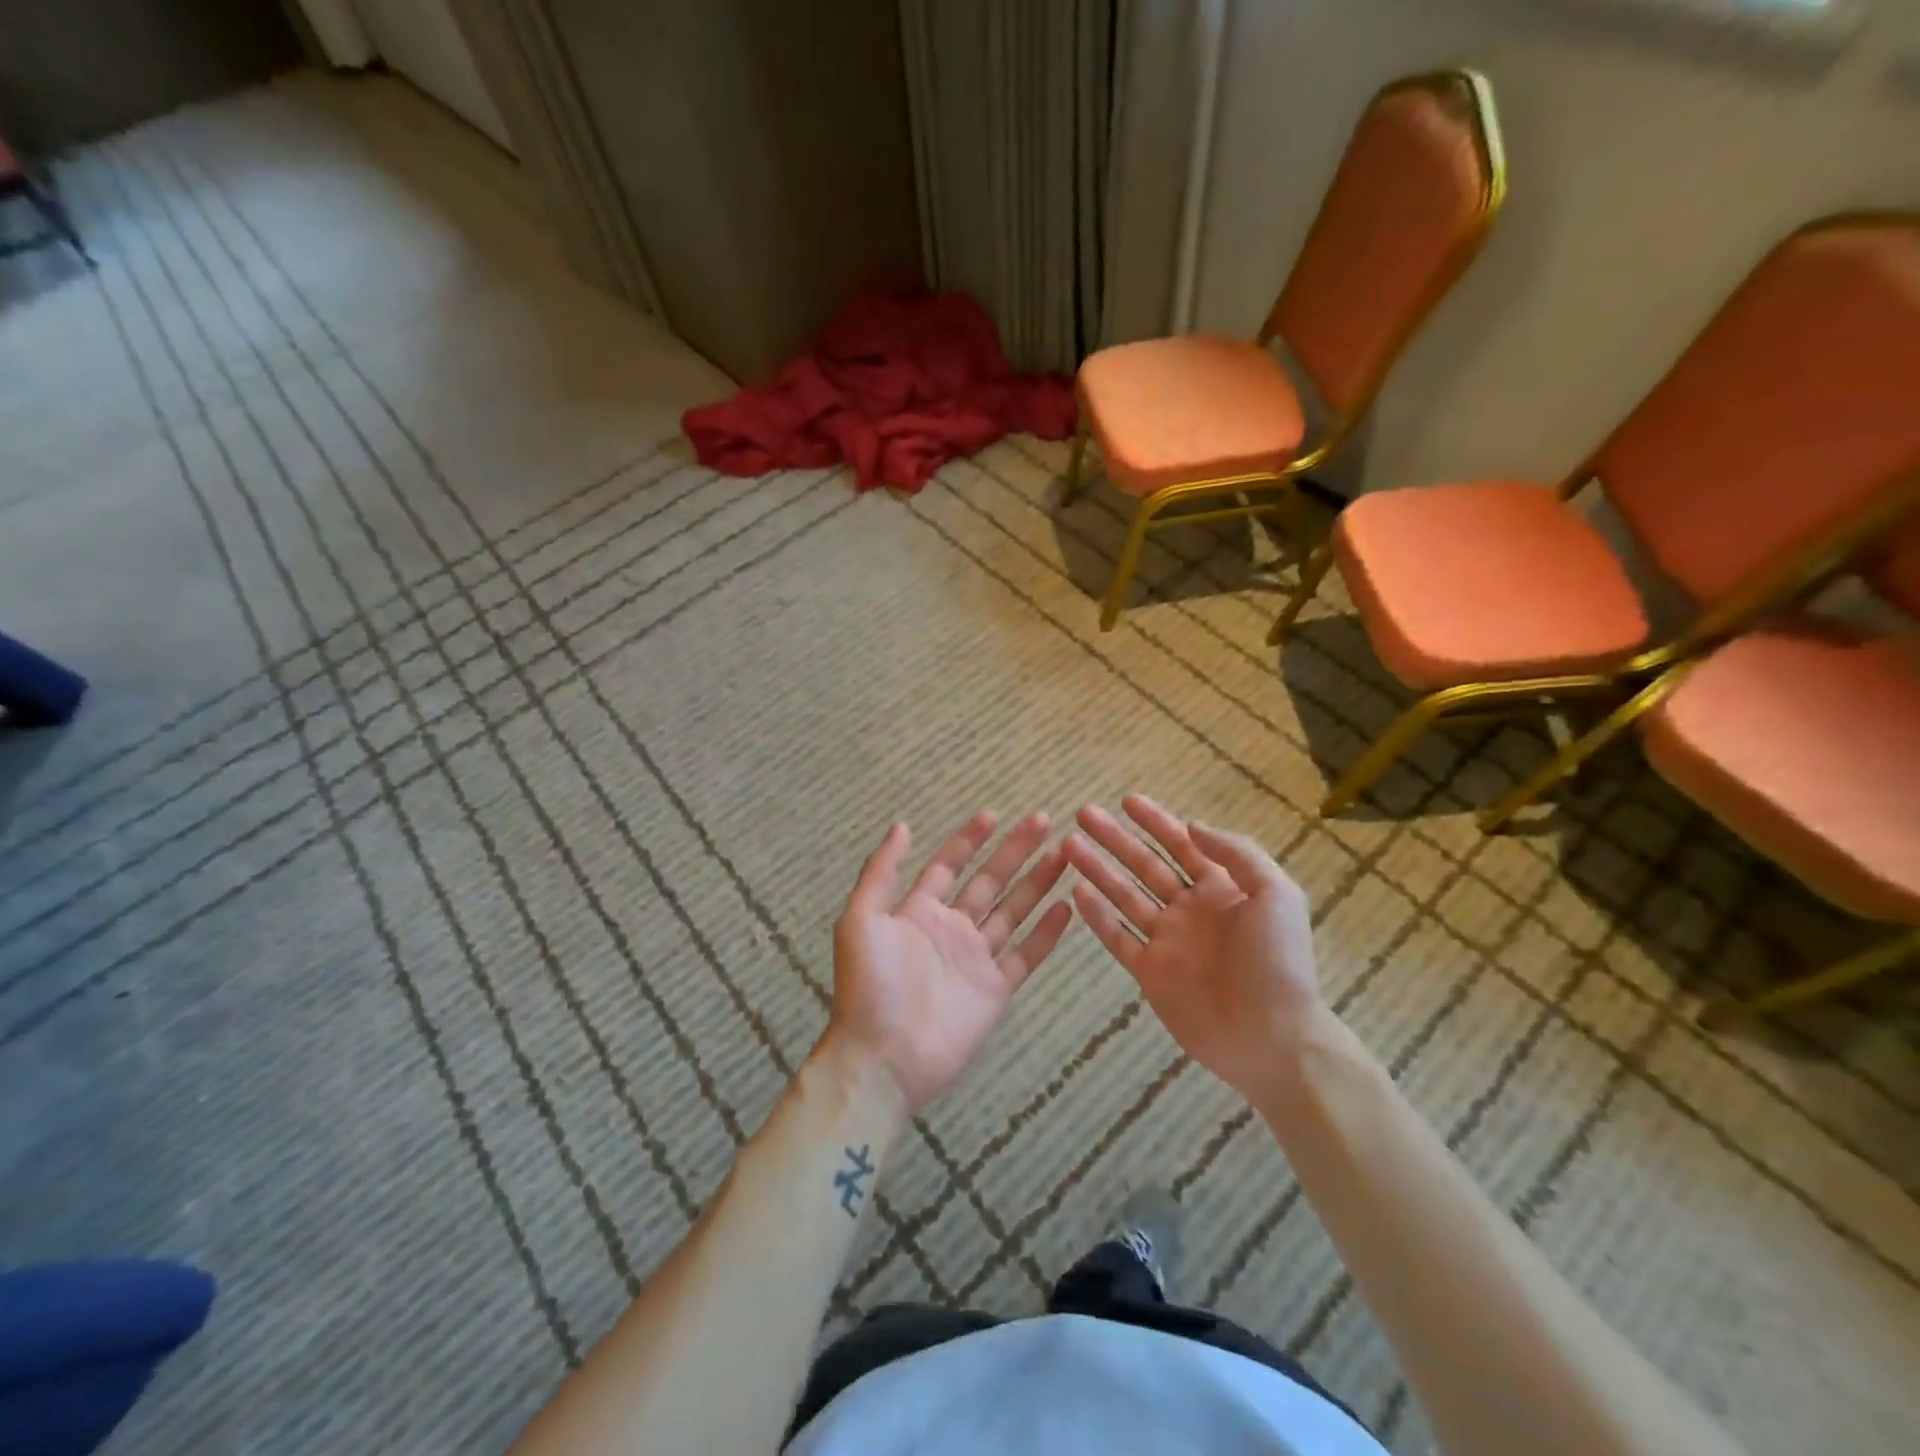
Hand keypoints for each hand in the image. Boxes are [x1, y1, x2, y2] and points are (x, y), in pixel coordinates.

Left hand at [825, 812, 1072, 1114]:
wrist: (883, 1057)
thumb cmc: (869, 985)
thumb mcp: (861, 919)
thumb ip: (882, 871)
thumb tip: (903, 825)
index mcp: (918, 912)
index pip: (949, 866)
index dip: (969, 840)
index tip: (993, 816)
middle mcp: (951, 930)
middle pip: (989, 882)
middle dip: (1014, 851)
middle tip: (1043, 822)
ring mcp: (976, 959)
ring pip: (1013, 911)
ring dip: (1037, 883)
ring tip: (1063, 854)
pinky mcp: (996, 990)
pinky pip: (1026, 956)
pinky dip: (1046, 933)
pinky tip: (1066, 907)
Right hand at [1066, 796, 1326, 1107]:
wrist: (1274, 1038)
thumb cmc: (1278, 963)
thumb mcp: (1275, 894)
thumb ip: (1237, 854)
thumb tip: (1191, 826)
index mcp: (1221, 889)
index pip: (1182, 845)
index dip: (1155, 821)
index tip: (1127, 800)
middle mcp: (1189, 909)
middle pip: (1144, 865)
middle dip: (1115, 839)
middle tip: (1084, 815)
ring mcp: (1167, 941)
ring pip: (1124, 896)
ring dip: (1098, 869)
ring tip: (1069, 846)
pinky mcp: (1150, 972)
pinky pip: (1118, 938)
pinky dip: (1097, 916)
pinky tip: (1076, 892)